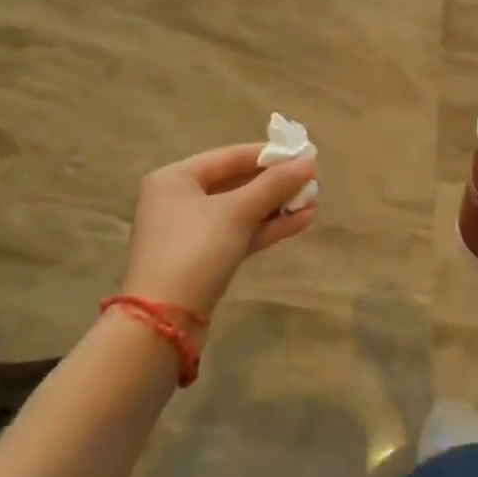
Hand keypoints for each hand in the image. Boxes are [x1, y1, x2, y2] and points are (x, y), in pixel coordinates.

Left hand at [120, 144, 317, 322]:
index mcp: (176, 178)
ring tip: (313, 202)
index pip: (229, 156)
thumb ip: (274, 185)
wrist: (164, 322)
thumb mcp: (237, 212)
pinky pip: (239, 233)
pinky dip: (267, 227)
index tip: (303, 154)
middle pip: (235, 183)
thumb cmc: (195, 249)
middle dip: (275, 184)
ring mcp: (190, 232)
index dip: (268, 155)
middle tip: (312, 180)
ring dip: (276, 206)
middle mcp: (179, 200)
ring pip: (240, 211)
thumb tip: (308, 162)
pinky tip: (301, 221)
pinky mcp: (203, 260)